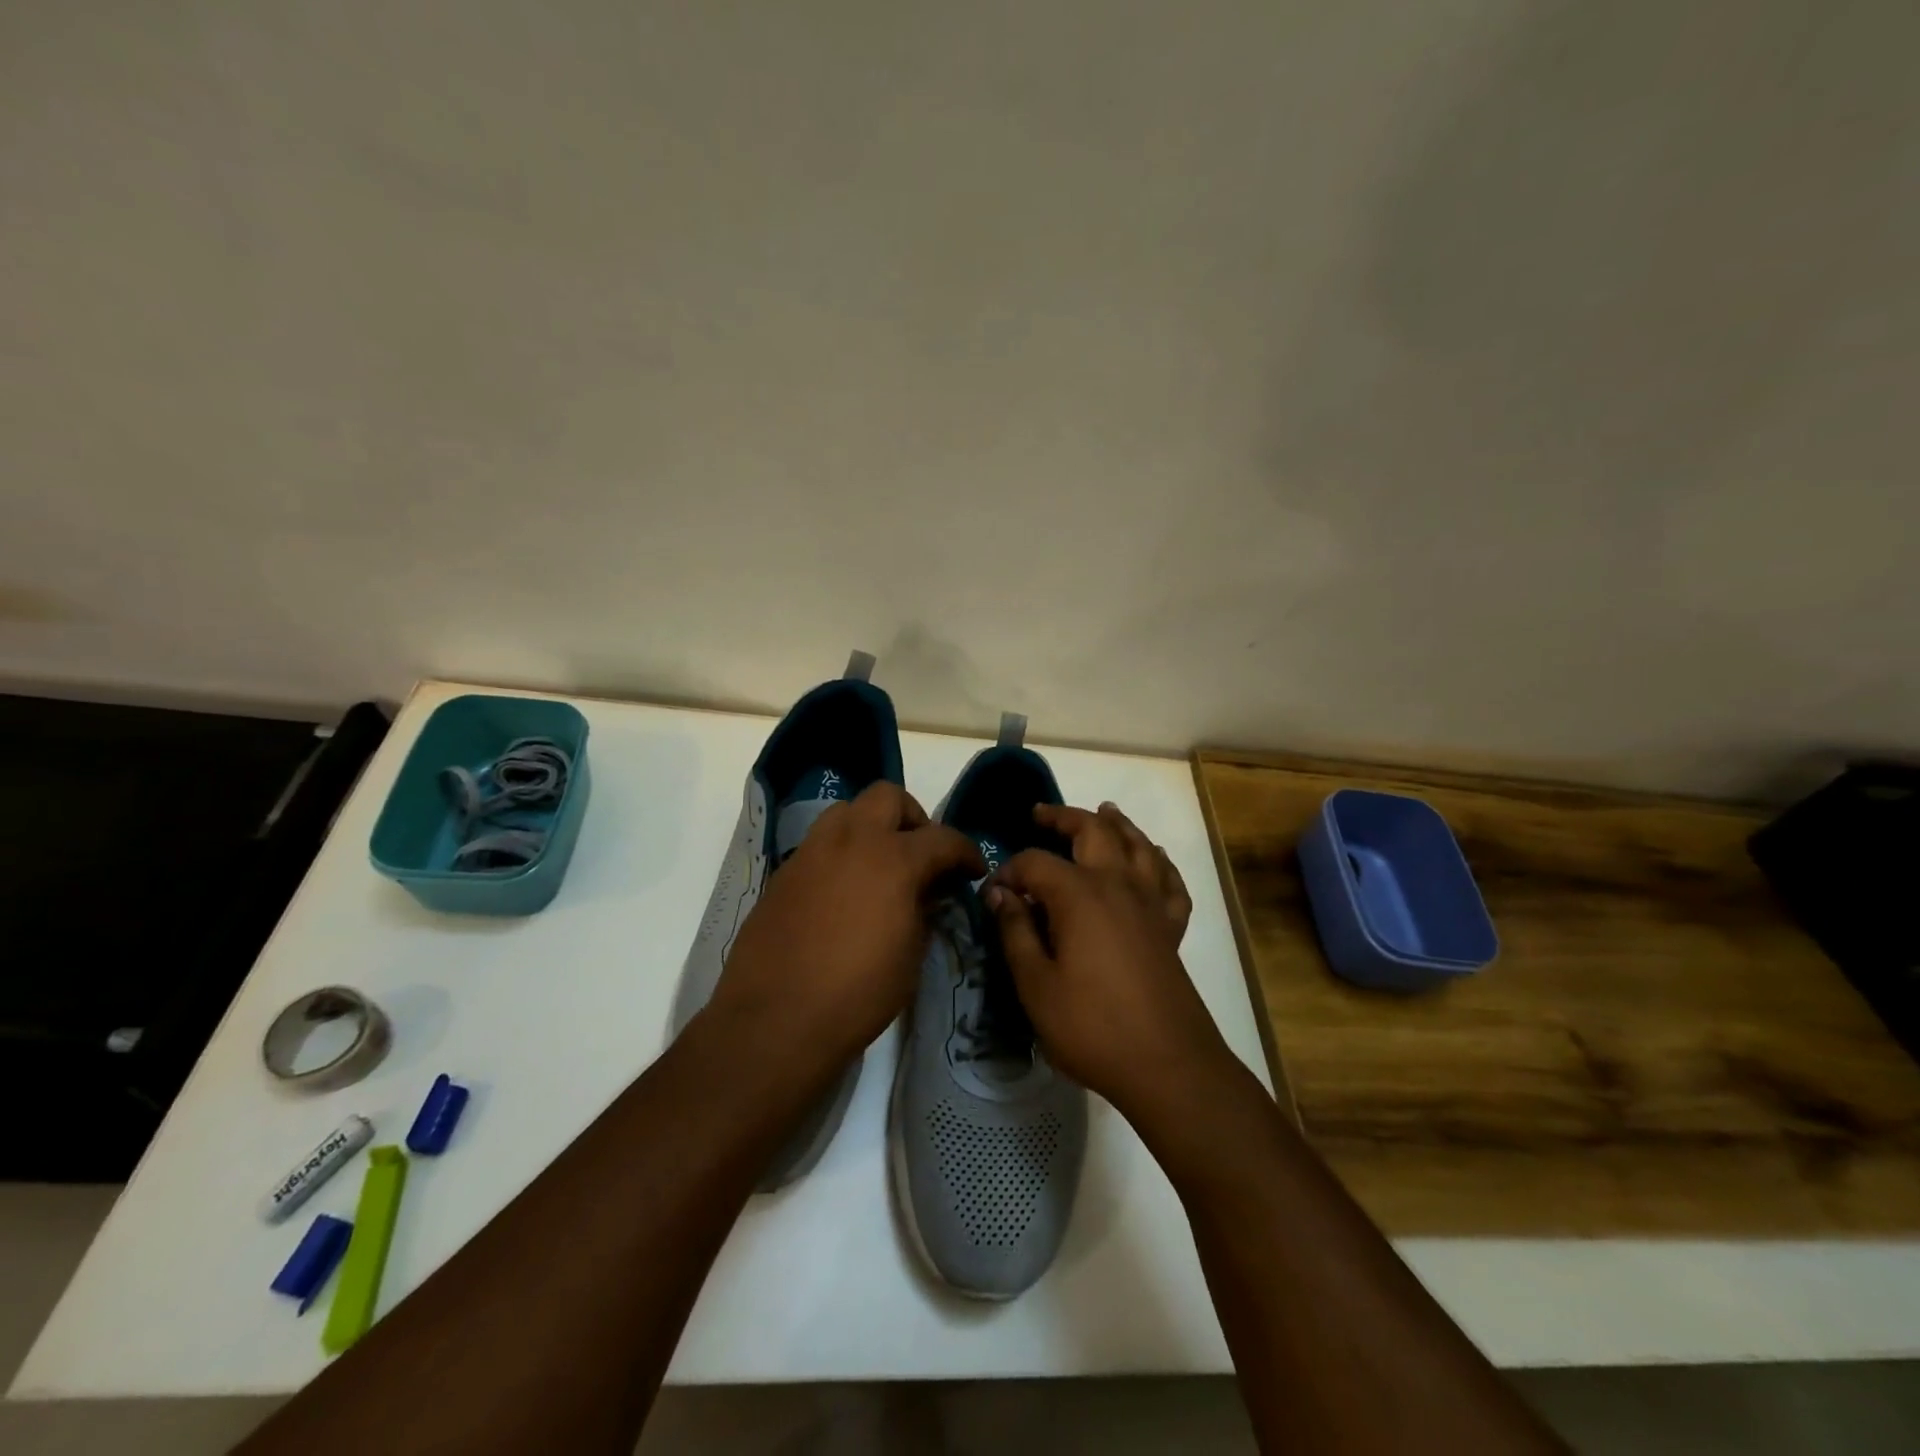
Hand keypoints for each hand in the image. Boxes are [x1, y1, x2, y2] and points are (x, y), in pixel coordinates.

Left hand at [709, 782, 983, 1073]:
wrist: (774, 1019)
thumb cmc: (857, 993)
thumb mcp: (910, 955)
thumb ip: (923, 911)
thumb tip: (927, 892)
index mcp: (893, 859)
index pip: (942, 838)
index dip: (965, 851)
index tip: (972, 870)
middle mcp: (851, 841)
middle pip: (887, 797)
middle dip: (913, 818)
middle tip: (921, 853)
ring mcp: (811, 852)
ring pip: (846, 811)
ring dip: (870, 827)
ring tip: (879, 866)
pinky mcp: (783, 873)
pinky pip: (819, 844)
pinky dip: (840, 854)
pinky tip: (844, 892)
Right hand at [987, 802, 1229, 1121]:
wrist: (1167, 1064)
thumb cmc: (1091, 1026)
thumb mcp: (1035, 984)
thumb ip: (1016, 932)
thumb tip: (1000, 894)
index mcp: (1079, 895)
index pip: (1036, 862)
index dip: (1009, 871)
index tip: (992, 893)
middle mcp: (1118, 885)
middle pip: (1094, 831)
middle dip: (1065, 817)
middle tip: (1041, 814)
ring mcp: (1150, 903)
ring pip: (1138, 845)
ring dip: (1118, 824)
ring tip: (1104, 812)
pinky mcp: (1171, 927)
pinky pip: (1169, 881)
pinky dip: (1159, 862)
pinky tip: (1153, 859)